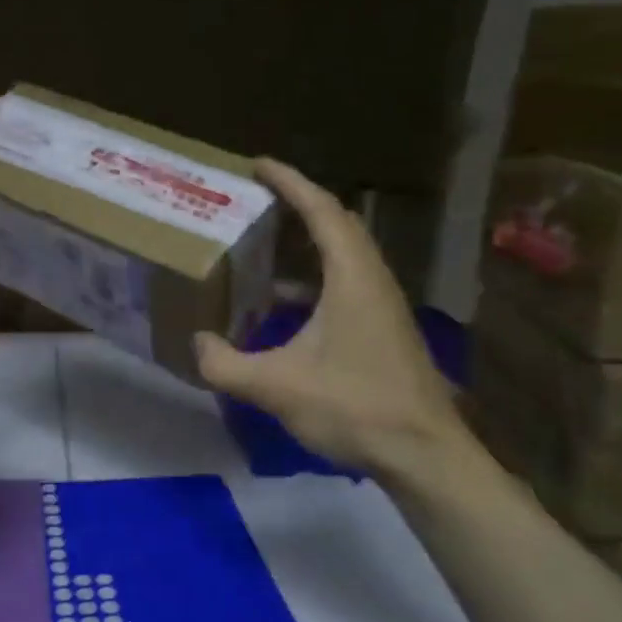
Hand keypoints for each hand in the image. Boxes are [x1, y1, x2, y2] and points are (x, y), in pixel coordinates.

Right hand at [194, 159, 465, 480]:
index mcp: (352, 276)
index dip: (289, 181)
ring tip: (264, 245)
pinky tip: (283, 307)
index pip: (321, 209)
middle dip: (297, 204)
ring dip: (306, 244)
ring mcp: (383, 305)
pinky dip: (314, 279)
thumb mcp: (277, 386)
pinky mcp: (384, 330)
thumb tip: (198, 344)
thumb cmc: (355, 407)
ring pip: (343, 256)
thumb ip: (225, 364)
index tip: (258, 165)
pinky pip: (345, 284)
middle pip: (336, 224)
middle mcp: (372, 279)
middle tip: (257, 200)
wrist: (424, 455)